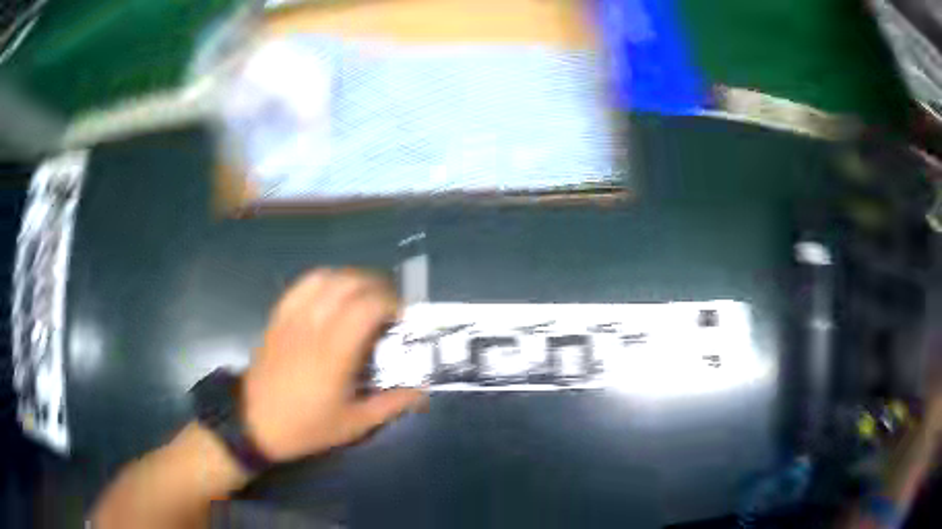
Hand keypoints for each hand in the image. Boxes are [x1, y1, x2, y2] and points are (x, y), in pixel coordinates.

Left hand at [241, 269, 425, 461]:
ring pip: (326, 277)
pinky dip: (325, 281)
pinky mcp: (278, 317)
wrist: (254, 422)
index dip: (392, 303)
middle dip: (377, 287)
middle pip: (350, 283)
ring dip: (352, 280)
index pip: (368, 305)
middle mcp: (313, 325)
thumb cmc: (305, 427)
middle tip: (389, 307)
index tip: (402, 319)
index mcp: (334, 351)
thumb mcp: (353, 425)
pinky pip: (302, 285)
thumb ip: (390, 405)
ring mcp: (292, 317)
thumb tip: (422, 392)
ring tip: (364, 297)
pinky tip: (332, 295)